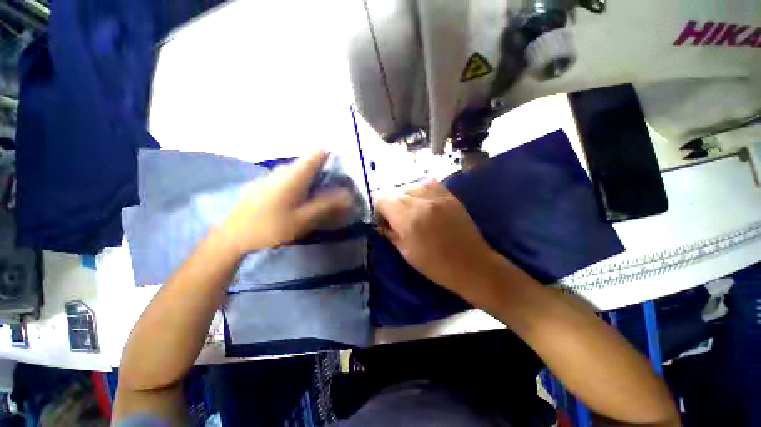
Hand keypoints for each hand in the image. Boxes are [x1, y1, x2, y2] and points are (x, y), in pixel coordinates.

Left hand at [219, 150, 352, 253]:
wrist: (233, 235)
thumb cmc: (270, 226)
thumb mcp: (303, 219)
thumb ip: (328, 205)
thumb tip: (348, 195)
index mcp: (295, 173)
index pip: (320, 152)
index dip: (334, 160)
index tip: (342, 177)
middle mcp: (285, 168)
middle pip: (313, 163)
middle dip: (327, 176)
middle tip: (334, 195)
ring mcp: (274, 174)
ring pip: (302, 172)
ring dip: (315, 183)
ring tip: (319, 202)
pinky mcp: (268, 183)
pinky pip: (292, 179)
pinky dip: (302, 187)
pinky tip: (299, 204)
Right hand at [375, 179, 498, 295]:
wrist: (472, 264)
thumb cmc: (436, 265)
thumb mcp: (406, 252)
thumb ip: (390, 233)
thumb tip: (381, 223)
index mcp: (408, 218)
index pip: (381, 198)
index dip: (379, 209)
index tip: (384, 221)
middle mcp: (421, 201)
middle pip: (394, 191)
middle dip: (391, 204)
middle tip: (396, 219)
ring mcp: (437, 195)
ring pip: (409, 185)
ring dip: (405, 197)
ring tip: (411, 211)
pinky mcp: (449, 195)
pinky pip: (427, 183)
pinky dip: (420, 191)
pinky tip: (423, 203)